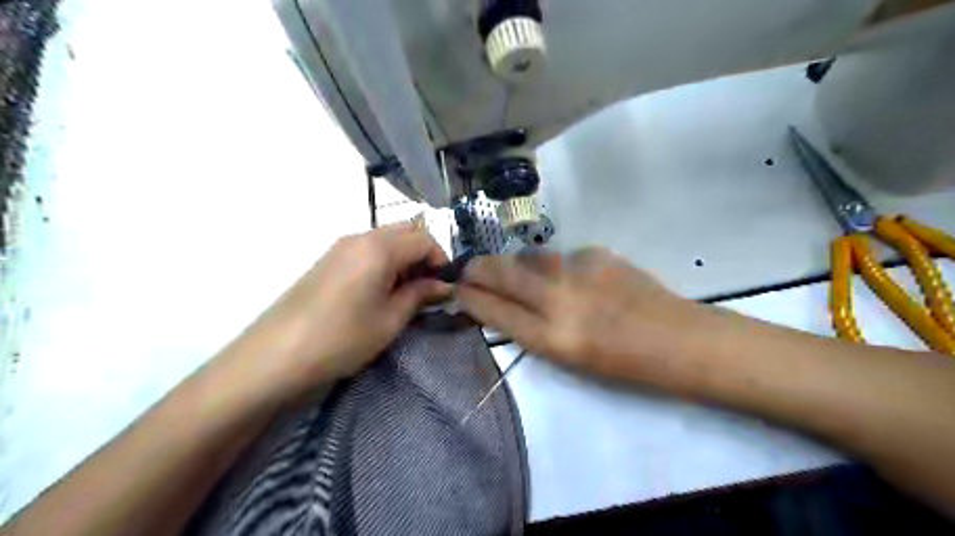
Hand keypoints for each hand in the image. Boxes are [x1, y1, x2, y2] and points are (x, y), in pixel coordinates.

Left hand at [237, 222, 449, 396]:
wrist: (276, 355)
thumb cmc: (342, 337)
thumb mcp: (390, 319)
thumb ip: (420, 295)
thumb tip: (444, 285)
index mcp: (379, 247)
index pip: (424, 238)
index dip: (441, 259)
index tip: (445, 286)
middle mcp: (360, 237)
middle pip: (405, 231)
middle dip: (423, 255)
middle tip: (427, 287)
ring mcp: (340, 246)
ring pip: (386, 239)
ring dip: (404, 258)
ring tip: (405, 293)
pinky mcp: (328, 259)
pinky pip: (367, 249)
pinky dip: (384, 262)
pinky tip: (379, 291)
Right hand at [459, 247, 698, 385]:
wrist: (677, 340)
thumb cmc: (623, 365)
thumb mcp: (568, 359)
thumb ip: (533, 329)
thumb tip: (507, 303)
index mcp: (551, 337)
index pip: (494, 309)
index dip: (470, 297)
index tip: (457, 290)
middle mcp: (558, 298)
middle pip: (501, 273)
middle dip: (477, 269)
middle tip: (468, 270)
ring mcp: (578, 270)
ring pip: (528, 257)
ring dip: (515, 265)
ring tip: (517, 274)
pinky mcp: (596, 253)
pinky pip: (560, 256)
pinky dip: (553, 266)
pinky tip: (569, 278)